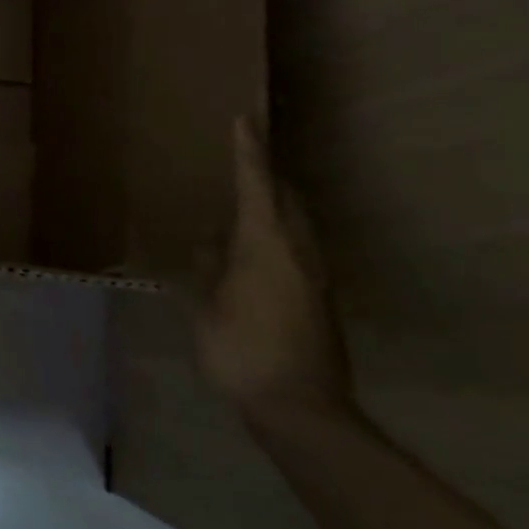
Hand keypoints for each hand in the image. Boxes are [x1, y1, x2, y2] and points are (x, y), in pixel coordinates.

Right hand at [195, 117, 356, 431]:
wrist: (303, 410)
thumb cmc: (243, 351)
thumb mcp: (207, 307)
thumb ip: (208, 267)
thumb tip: (210, 241)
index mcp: (266, 244)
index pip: (256, 184)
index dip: (248, 150)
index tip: (244, 118)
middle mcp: (299, 251)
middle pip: (287, 197)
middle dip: (268, 173)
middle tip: (245, 157)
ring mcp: (315, 275)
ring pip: (298, 222)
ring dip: (275, 203)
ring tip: (248, 199)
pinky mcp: (320, 298)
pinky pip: (299, 247)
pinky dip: (279, 231)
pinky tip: (257, 249)